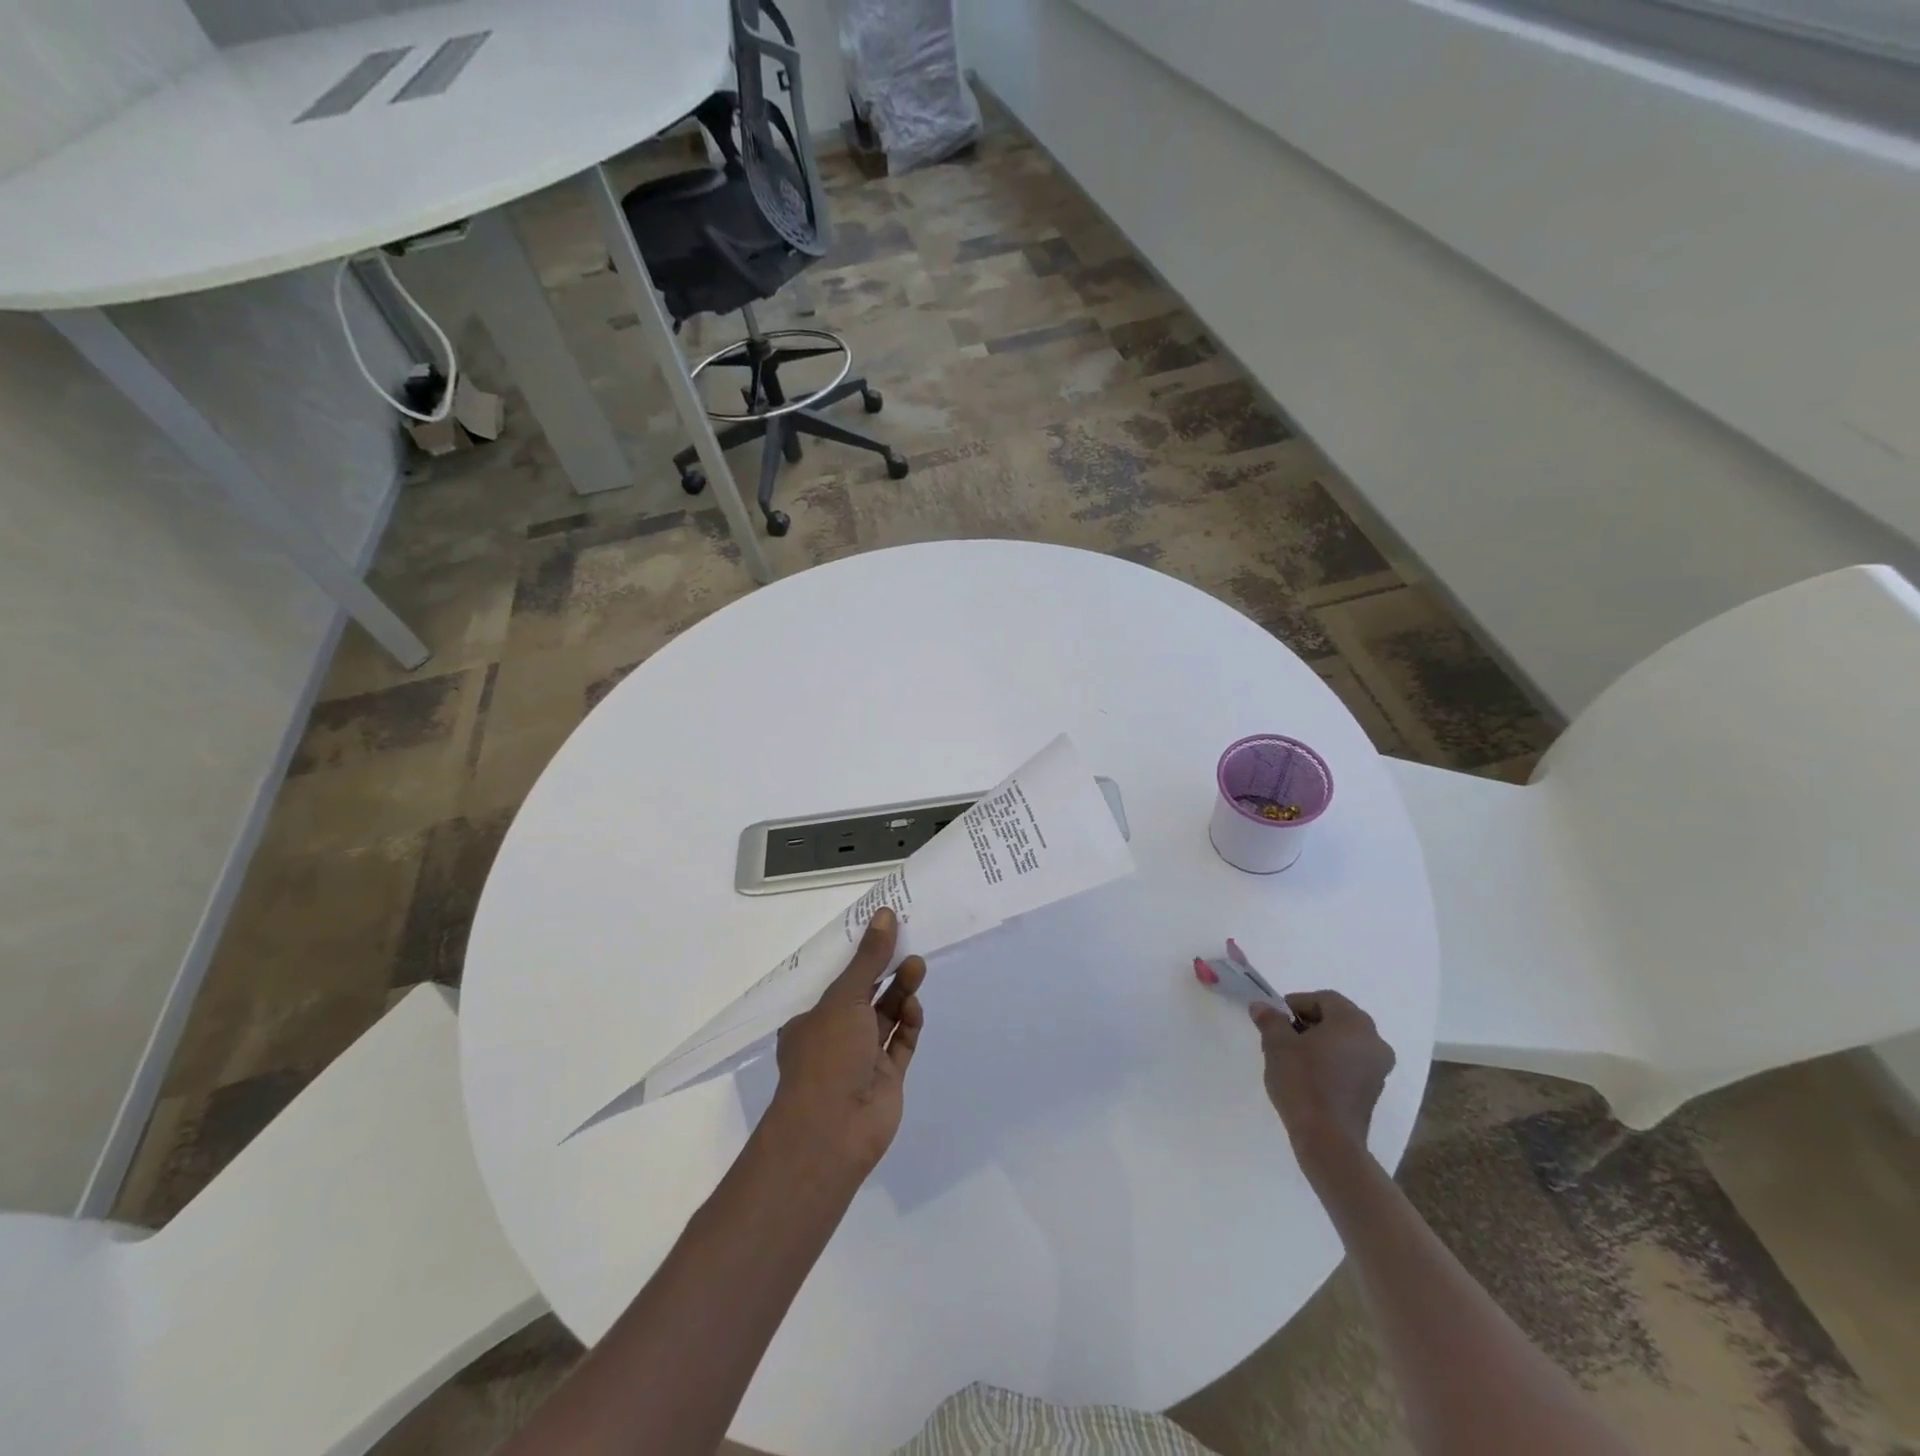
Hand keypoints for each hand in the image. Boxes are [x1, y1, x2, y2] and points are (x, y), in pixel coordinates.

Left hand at [767, 908, 925, 1176]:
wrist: (833, 1130)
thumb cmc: (827, 1055)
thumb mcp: (845, 997)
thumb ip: (869, 958)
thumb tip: (886, 913)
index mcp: (812, 1020)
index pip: (838, 982)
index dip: (860, 958)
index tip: (883, 934)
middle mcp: (835, 1038)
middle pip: (866, 997)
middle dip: (886, 973)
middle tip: (908, 948)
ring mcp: (861, 1060)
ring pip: (886, 1018)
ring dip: (901, 993)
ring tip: (918, 968)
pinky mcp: (886, 1079)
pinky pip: (901, 1044)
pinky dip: (909, 1024)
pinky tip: (915, 1007)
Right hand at [1251, 990, 1394, 1163]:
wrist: (1328, 1139)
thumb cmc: (1303, 1082)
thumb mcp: (1277, 1044)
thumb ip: (1271, 1019)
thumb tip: (1262, 1007)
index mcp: (1354, 1022)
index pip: (1324, 999)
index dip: (1296, 1003)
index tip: (1276, 1018)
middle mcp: (1374, 1040)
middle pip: (1337, 1018)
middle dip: (1308, 1022)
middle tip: (1283, 1034)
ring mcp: (1379, 1067)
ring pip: (1345, 1040)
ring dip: (1320, 1041)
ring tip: (1293, 1056)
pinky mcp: (1374, 1089)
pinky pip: (1351, 1061)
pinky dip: (1332, 1060)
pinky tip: (1310, 1074)